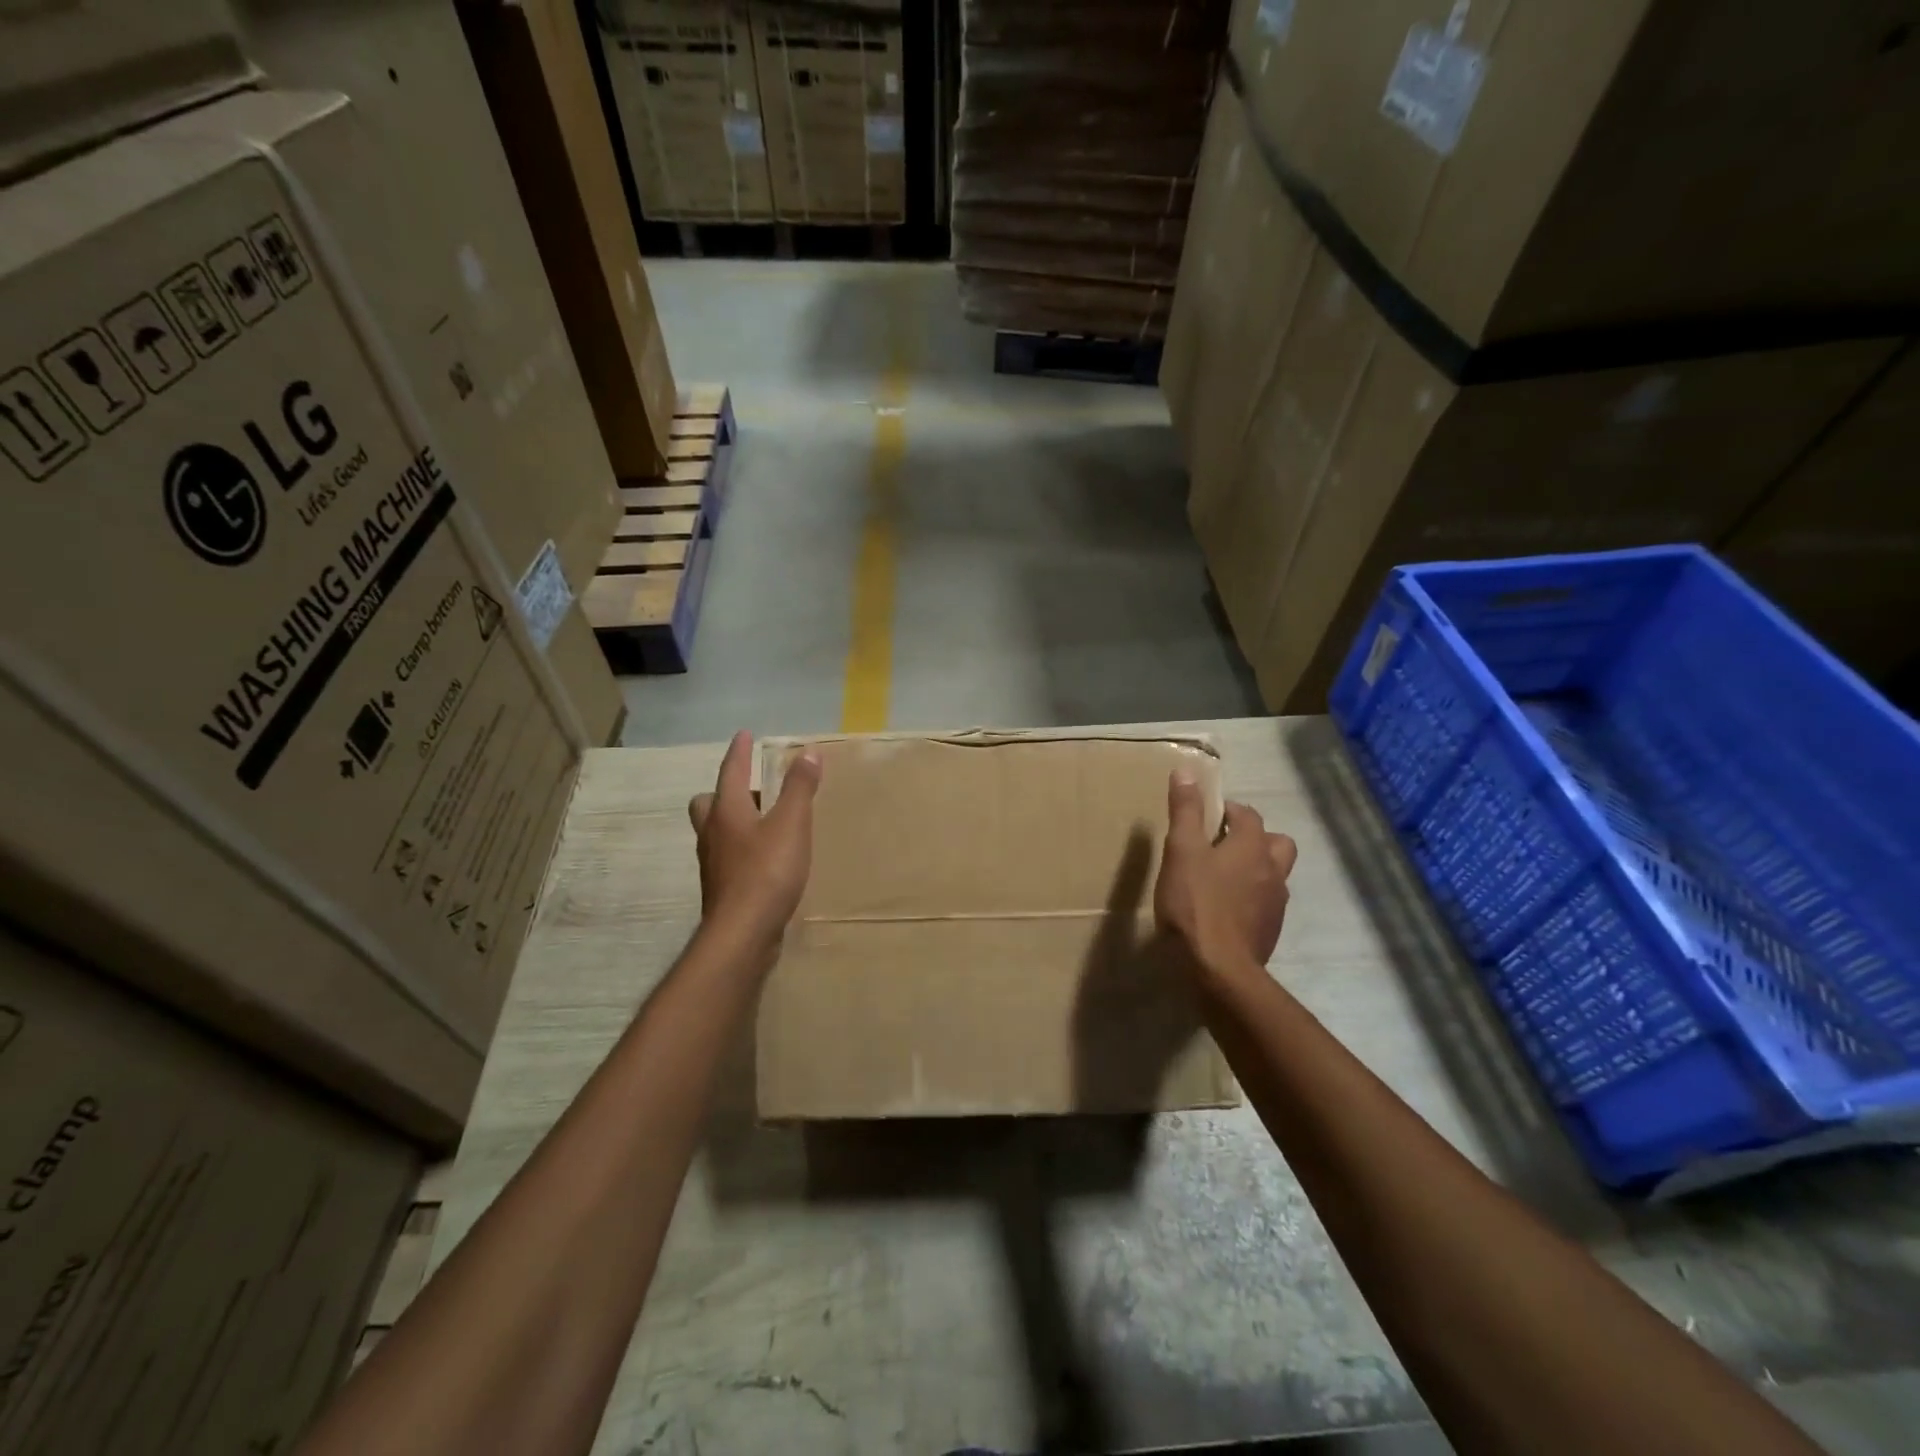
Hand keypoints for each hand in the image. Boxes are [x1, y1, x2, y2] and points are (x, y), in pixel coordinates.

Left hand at [688, 731, 820, 948]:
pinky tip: (765, 859)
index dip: (739, 752)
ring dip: (734, 821)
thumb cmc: (767, 872)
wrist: (743, 934)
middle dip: (726, 791)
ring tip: (764, 823)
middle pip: (708, 803)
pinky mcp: (723, 889)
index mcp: (726, 811)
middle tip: (752, 790)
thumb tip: (807, 753)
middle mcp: (713, 834)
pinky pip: (728, 857)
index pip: (730, 771)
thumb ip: (799, 788)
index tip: (744, 735)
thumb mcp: (791, 824)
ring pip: (716, 832)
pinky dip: (742, 849)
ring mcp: (714, 864)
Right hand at [1154, 770, 1296, 977]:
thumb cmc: (1195, 904)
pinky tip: (1226, 910)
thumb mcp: (1181, 851)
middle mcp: (1273, 869)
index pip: (1246, 814)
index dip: (1225, 811)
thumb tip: (1187, 770)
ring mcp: (1276, 902)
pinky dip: (1251, 898)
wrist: (1218, 969)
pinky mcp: (1270, 930)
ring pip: (1273, 873)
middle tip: (1220, 846)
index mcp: (1252, 845)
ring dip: (1254, 869)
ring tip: (1223, 878)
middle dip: (1252, 838)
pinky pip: (1265, 902)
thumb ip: (1185, 811)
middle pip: (1275, 842)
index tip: (1203, 818)